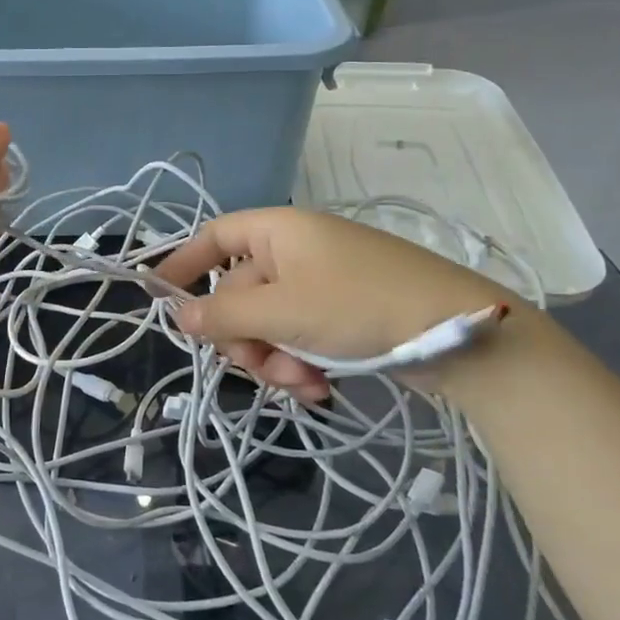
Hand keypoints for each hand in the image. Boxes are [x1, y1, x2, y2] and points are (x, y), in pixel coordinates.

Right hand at [153, 208, 513, 401]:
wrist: (458, 334)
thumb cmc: (358, 306)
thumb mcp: (281, 313)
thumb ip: (223, 316)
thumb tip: (178, 315)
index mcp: (279, 231)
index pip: (215, 236)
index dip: (184, 263)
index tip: (161, 297)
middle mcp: (298, 251)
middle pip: (241, 293)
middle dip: (245, 337)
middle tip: (259, 366)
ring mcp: (324, 283)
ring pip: (271, 323)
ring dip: (275, 359)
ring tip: (302, 383)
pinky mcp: (346, 313)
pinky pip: (301, 336)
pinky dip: (302, 363)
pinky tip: (320, 388)